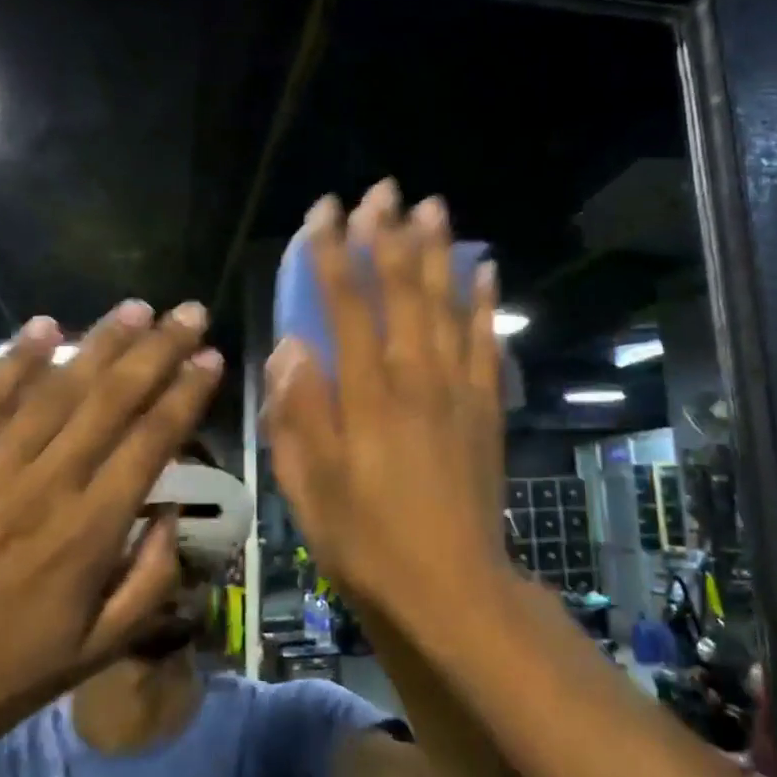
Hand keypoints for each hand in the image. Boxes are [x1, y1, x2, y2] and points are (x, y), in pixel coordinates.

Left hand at [0, 300, 222, 764]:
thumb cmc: (4, 676)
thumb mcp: (99, 650)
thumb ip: (151, 580)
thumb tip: (173, 515)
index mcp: (91, 530)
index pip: (151, 441)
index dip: (185, 394)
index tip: (211, 358)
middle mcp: (46, 486)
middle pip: (111, 401)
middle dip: (156, 350)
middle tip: (188, 312)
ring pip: (54, 392)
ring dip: (98, 344)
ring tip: (134, 308)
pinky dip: (11, 362)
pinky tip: (42, 327)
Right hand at [263, 179, 509, 628]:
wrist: (451, 586)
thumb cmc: (368, 542)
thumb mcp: (310, 489)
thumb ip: (298, 414)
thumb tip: (289, 349)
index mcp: (365, 397)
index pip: (344, 307)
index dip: (331, 255)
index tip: (323, 213)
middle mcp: (414, 379)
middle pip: (401, 291)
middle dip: (388, 236)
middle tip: (383, 189)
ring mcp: (457, 391)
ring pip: (446, 306)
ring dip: (438, 253)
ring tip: (433, 207)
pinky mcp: (486, 409)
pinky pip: (488, 344)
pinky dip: (485, 304)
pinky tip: (486, 271)